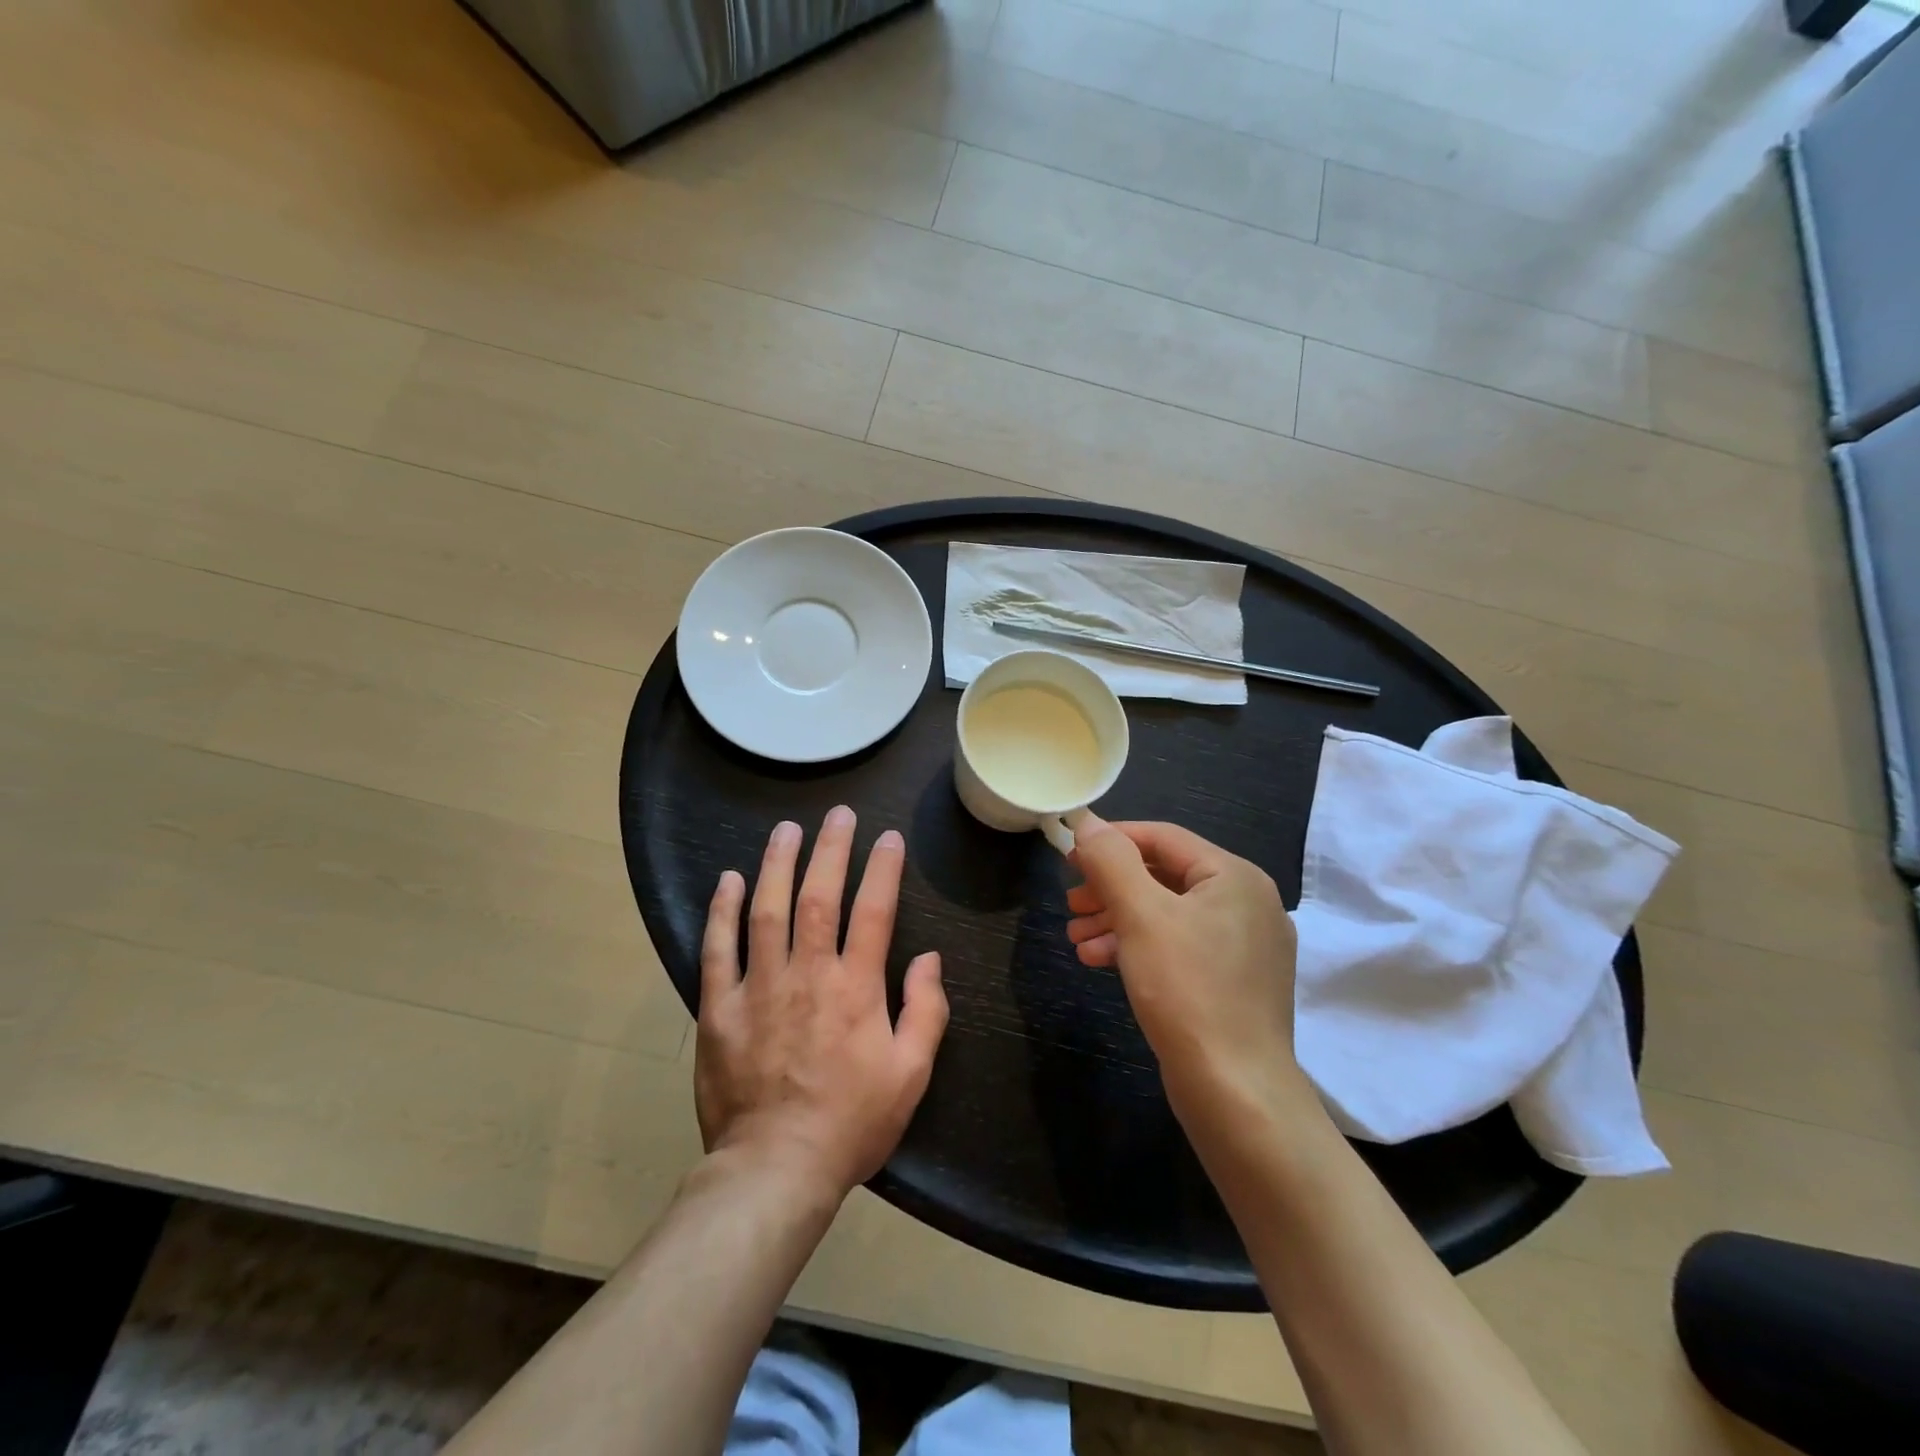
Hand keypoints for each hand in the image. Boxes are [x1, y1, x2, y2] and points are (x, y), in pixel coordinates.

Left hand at [696, 806, 948, 1198]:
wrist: (776, 1170)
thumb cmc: (851, 1123)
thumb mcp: (911, 1074)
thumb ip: (926, 1010)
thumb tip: (929, 957)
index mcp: (856, 988)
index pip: (873, 911)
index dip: (883, 869)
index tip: (889, 838)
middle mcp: (807, 974)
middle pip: (818, 896)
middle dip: (830, 849)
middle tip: (837, 814)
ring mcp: (759, 987)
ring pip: (767, 910)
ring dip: (777, 864)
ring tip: (786, 829)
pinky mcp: (719, 1008)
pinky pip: (718, 949)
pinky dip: (722, 910)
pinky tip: (729, 879)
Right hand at [1068, 815, 1302, 1104]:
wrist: (1235, 1092)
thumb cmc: (1187, 990)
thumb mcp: (1141, 916)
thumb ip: (1112, 862)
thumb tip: (1089, 823)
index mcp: (1235, 877)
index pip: (1164, 838)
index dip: (1112, 840)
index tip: (1069, 856)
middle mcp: (1247, 903)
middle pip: (1165, 876)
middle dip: (1110, 887)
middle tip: (1070, 903)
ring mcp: (1245, 946)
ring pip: (1168, 914)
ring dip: (1117, 919)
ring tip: (1075, 938)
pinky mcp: (1234, 982)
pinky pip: (1179, 946)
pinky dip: (1138, 947)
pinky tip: (1099, 960)